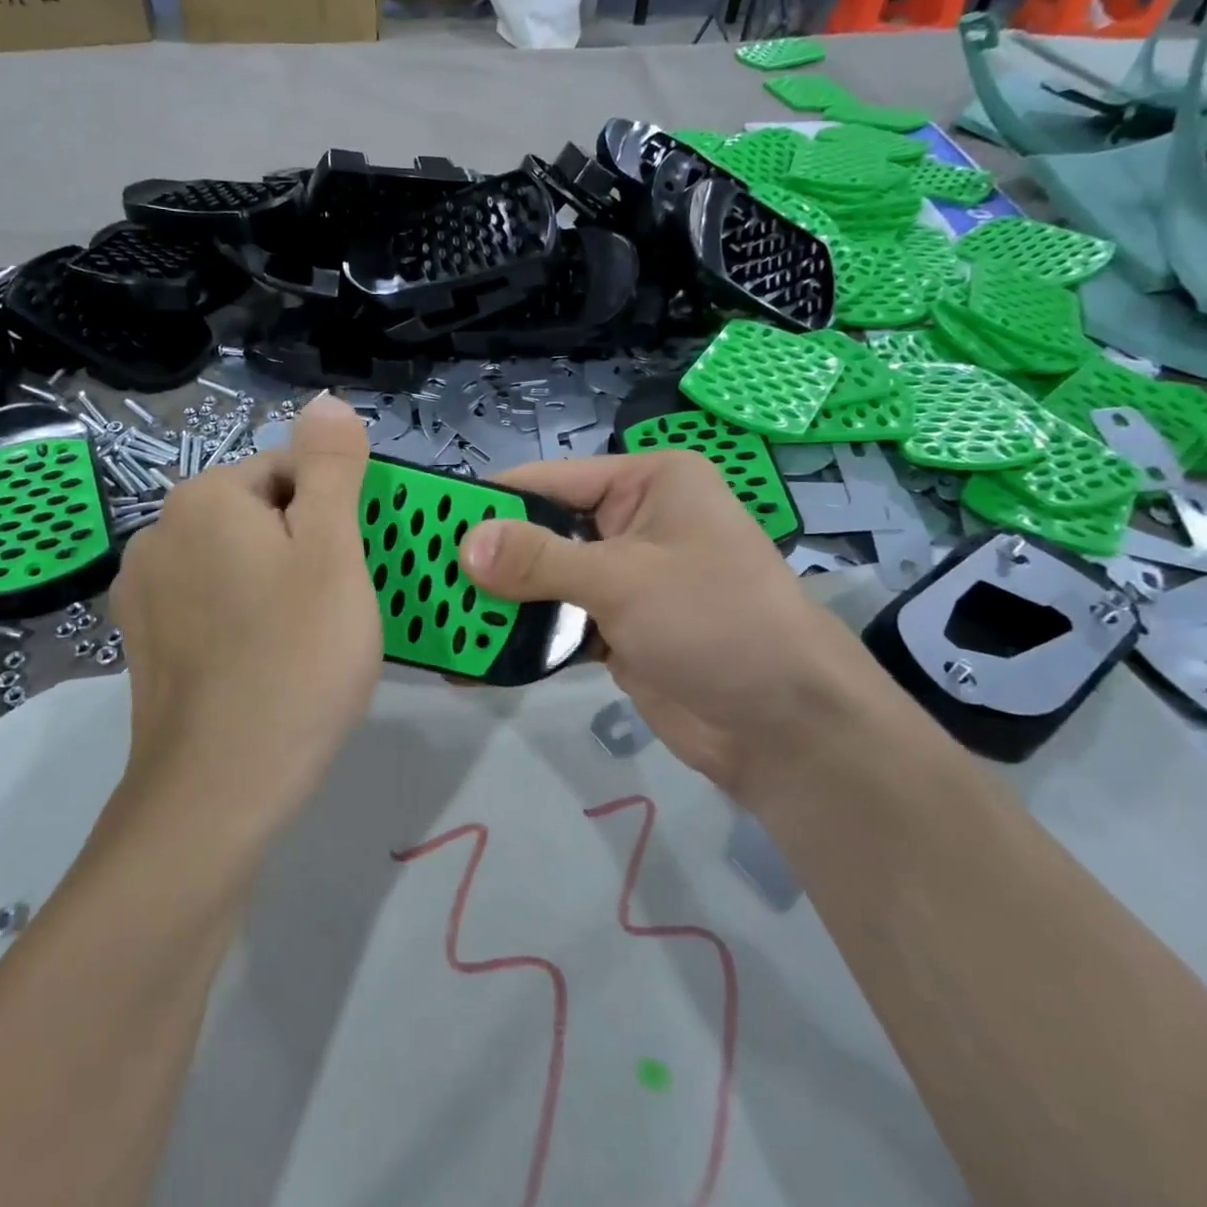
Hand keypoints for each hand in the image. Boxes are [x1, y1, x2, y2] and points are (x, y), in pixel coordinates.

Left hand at [110, 394, 382, 826]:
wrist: (219, 789)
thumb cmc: (295, 659)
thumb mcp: (334, 551)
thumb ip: (332, 467)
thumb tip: (326, 401)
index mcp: (205, 498)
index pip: (293, 472)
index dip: (337, 518)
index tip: (354, 572)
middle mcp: (160, 530)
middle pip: (263, 514)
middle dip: (308, 549)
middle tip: (337, 611)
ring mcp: (143, 590)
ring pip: (238, 561)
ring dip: (278, 584)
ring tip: (306, 642)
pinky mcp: (142, 641)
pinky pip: (211, 603)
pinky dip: (244, 618)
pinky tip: (264, 663)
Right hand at [460, 449, 894, 801]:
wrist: (786, 727)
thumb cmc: (717, 621)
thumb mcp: (625, 579)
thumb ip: (540, 560)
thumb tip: (465, 545)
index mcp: (648, 483)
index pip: (551, 479)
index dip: (491, 500)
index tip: (426, 521)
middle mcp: (634, 522)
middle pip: (544, 531)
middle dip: (489, 558)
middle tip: (420, 577)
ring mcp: (626, 580)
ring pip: (547, 581)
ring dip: (501, 603)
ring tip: (436, 619)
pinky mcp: (619, 631)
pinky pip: (559, 624)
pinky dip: (524, 639)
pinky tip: (476, 658)